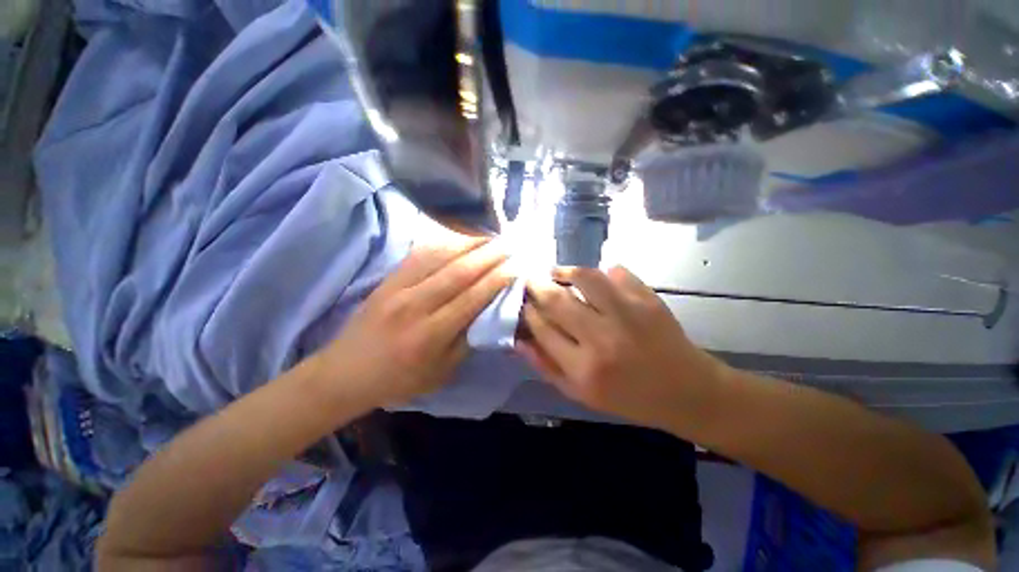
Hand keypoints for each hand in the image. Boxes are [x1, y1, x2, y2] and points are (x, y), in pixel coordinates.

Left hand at [314, 235, 512, 406]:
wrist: (345, 372)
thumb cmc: (399, 379)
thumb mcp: (441, 372)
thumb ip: (466, 340)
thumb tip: (488, 311)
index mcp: (430, 335)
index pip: (471, 299)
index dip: (496, 280)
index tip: (516, 266)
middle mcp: (415, 306)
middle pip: (459, 272)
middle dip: (489, 255)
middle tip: (510, 244)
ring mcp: (398, 288)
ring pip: (439, 257)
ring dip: (469, 244)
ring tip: (490, 236)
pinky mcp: (387, 279)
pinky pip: (419, 254)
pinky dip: (443, 243)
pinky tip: (459, 238)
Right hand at [520, 266, 727, 430]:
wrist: (686, 391)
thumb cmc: (628, 397)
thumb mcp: (580, 394)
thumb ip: (546, 367)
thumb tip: (519, 339)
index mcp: (584, 368)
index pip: (543, 328)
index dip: (529, 312)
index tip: (524, 303)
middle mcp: (602, 338)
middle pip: (557, 300)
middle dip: (537, 286)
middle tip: (532, 281)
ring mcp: (628, 314)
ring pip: (584, 277)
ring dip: (565, 271)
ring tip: (556, 272)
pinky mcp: (648, 299)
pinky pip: (616, 272)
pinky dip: (601, 272)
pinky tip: (596, 279)